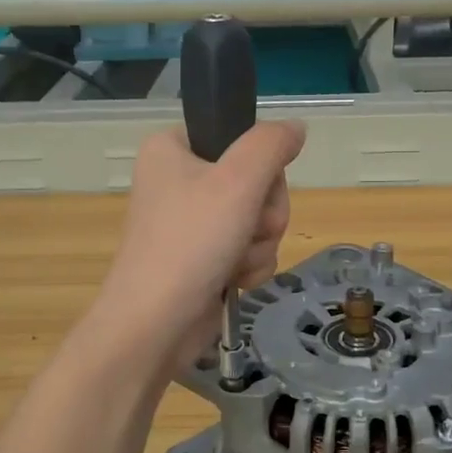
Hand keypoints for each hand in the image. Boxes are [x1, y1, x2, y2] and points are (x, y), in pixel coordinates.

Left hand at [93, 121, 306, 369]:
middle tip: (247, 228)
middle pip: (255, 181)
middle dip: (263, 213)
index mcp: (172, 149)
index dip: (258, 164)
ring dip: (259, 244)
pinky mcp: (202, 259)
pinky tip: (235, 280)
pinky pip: (248, 249)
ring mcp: (191, 224)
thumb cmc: (191, 242)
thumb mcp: (237, 180)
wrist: (156, 324)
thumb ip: (271, 145)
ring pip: (257, 219)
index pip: (237, 136)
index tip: (256, 185)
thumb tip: (295, 127)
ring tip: (235, 261)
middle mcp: (179, 181)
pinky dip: (249, 266)